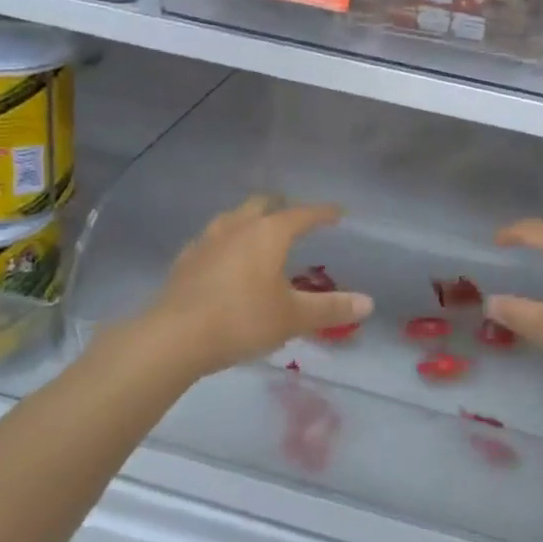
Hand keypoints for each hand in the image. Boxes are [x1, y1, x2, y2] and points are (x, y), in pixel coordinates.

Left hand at [141, 196, 372, 377]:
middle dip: (281, 206)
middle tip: (294, 216)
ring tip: (257, 231)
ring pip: (233, 217)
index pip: (303, 214)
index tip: (338, 212)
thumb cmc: (242, 319)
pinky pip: (210, 240)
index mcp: (269, 233)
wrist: (173, 338)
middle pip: (263, 204)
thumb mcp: (293, 317)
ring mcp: (207, 241)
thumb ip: (331, 308)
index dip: (323, 212)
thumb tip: (369, 303)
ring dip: (249, 219)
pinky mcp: (185, 261)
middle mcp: (239, 227)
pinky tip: (222, 257)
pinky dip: (224, 241)